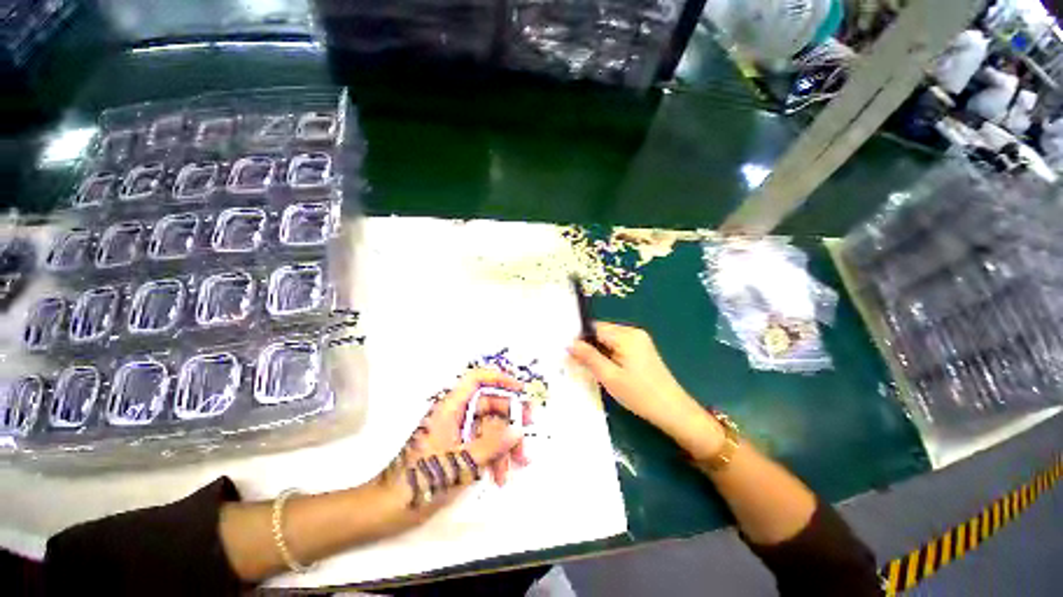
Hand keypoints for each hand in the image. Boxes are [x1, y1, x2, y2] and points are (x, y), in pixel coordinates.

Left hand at [379, 369, 526, 524]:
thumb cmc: (421, 481)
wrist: (387, 510)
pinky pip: (481, 444)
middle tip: (527, 435)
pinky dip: (493, 456)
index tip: (521, 390)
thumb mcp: (461, 463)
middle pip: (489, 406)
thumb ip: (492, 445)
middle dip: (510, 422)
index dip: (500, 379)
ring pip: (488, 428)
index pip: (477, 380)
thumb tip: (518, 430)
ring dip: (504, 445)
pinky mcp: (456, 448)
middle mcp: (454, 415)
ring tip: (517, 466)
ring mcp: (455, 432)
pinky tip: (499, 476)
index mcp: (450, 408)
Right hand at [569, 321, 723, 458]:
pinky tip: (606, 370)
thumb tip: (569, 343)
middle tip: (578, 363)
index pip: (595, 328)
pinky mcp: (642, 350)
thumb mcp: (609, 377)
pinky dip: (609, 355)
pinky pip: (618, 346)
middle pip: (602, 332)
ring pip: (609, 340)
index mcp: (626, 335)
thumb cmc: (639, 394)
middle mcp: (633, 332)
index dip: (580, 338)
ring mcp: (640, 340)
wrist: (673, 411)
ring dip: (599, 352)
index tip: (568, 352)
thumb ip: (588, 357)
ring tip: (591, 369)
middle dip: (589, 346)